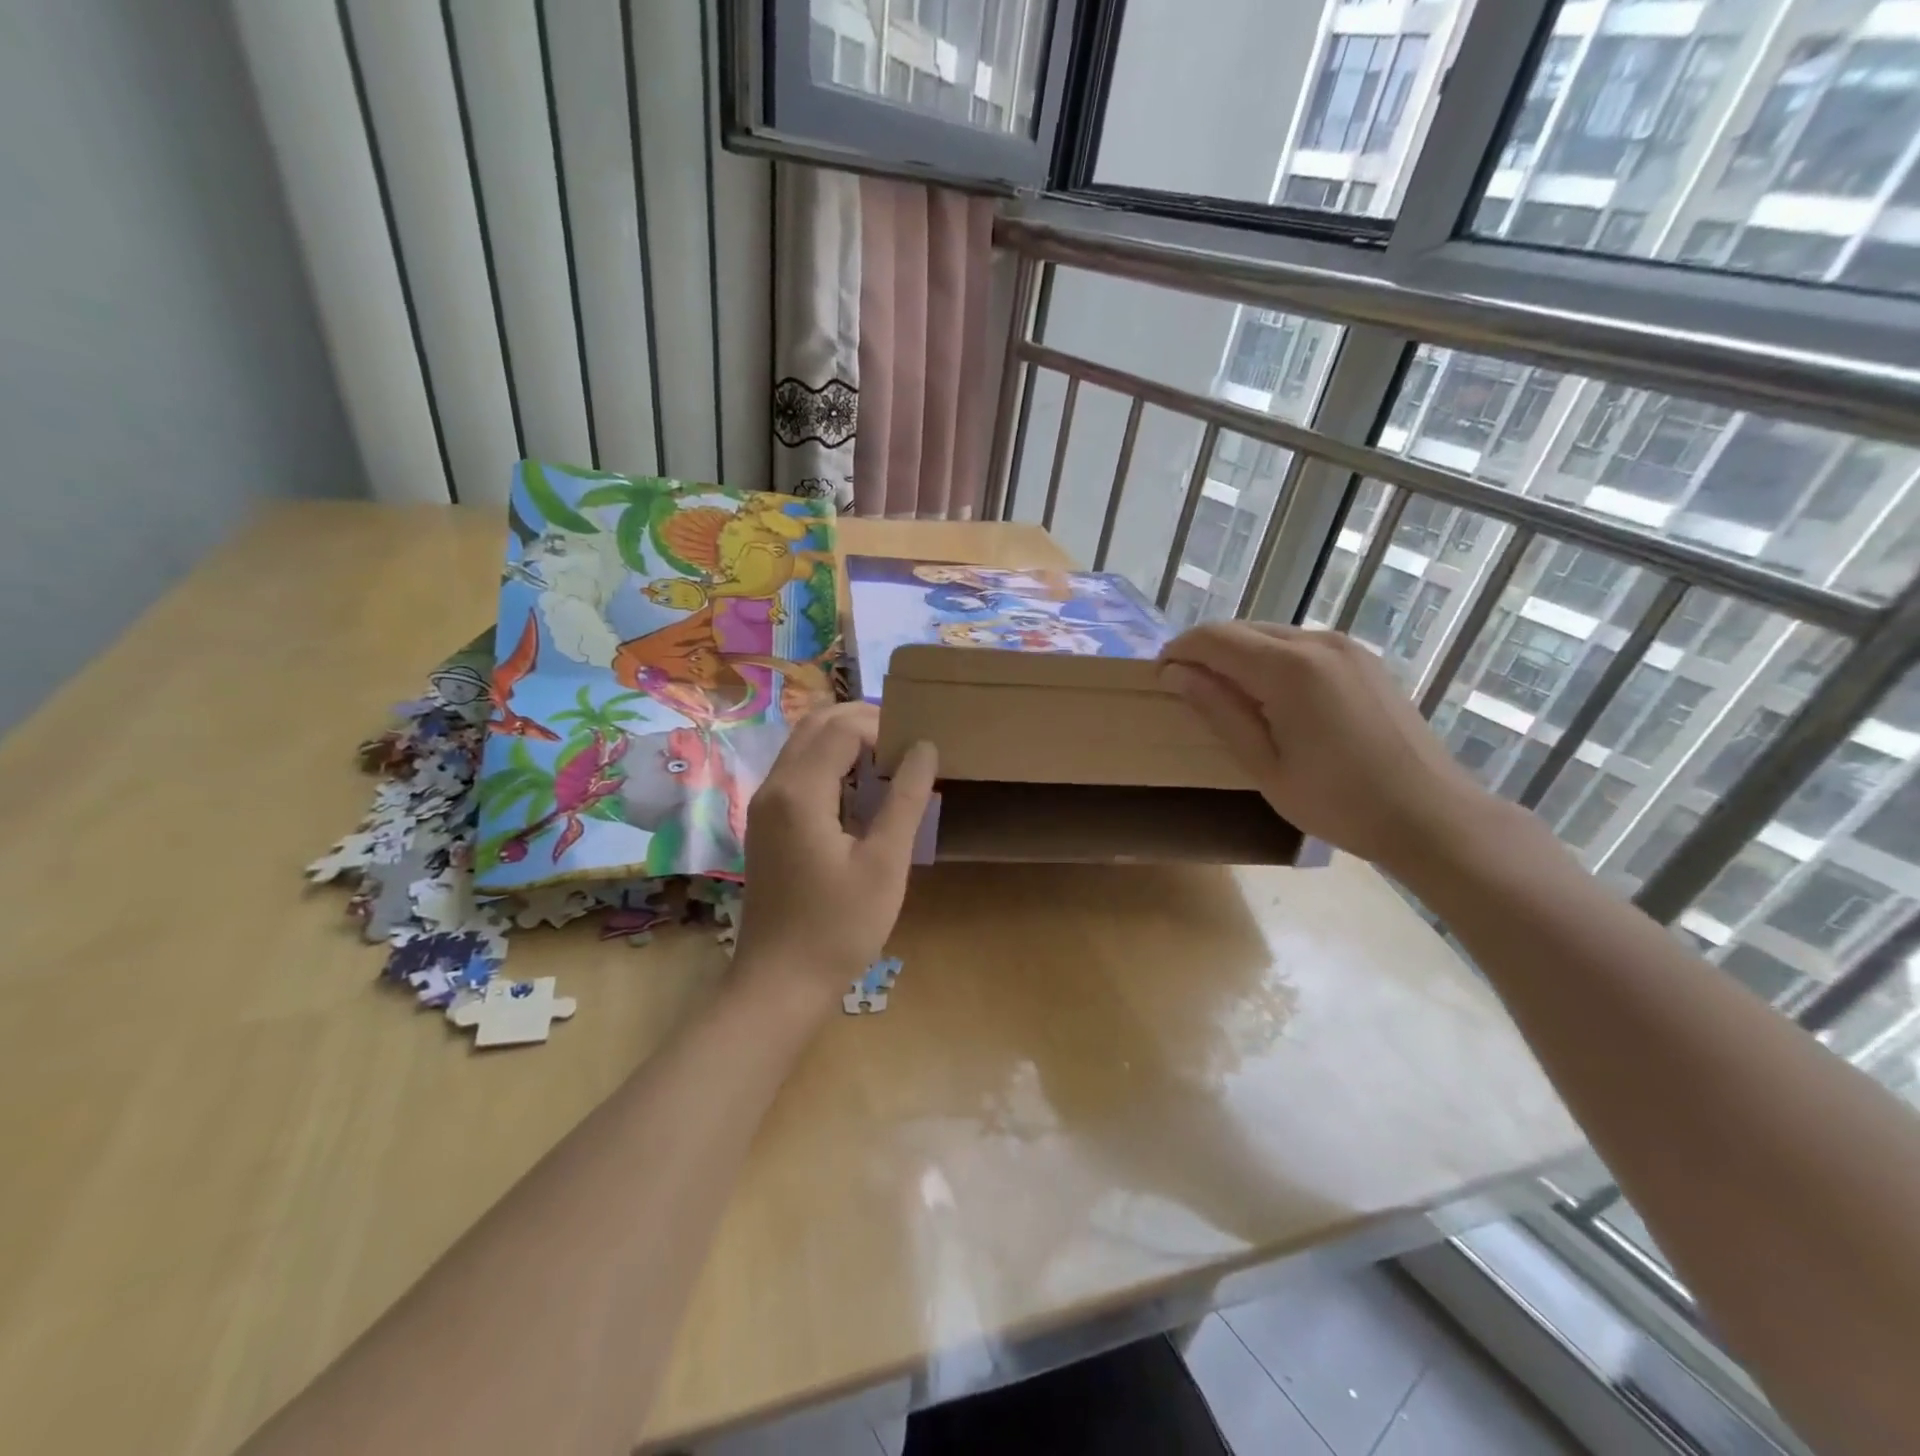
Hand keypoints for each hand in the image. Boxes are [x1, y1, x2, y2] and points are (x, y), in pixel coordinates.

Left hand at [733, 702, 936, 1003]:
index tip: (919, 750)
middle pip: (817, 724)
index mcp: (800, 791)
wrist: (780, 982)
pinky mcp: (766, 824)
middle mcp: (774, 786)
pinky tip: (860, 793)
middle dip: (863, 722)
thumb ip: (906, 799)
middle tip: (907, 744)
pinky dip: (830, 764)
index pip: (843, 728)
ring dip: (846, 741)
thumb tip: (925, 747)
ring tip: (890, 763)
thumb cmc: (839, 927)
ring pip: (804, 745)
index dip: (884, 727)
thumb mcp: (885, 863)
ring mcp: (764, 805)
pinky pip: (798, 771)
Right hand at [1160, 622, 1500, 874]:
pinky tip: (1270, 696)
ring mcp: (1347, 648)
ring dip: (1238, 655)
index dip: (1179, 651)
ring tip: (1224, 695)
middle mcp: (1319, 642)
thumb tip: (1176, 674)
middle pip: (1243, 629)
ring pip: (1272, 634)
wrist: (1430, 815)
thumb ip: (1219, 711)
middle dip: (1206, 651)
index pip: (1215, 638)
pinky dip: (1271, 660)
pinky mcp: (1364, 660)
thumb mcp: (1265, 765)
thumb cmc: (1339, 802)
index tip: (1158, 676)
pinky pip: (1301, 646)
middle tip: (1185, 688)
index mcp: (1290, 668)